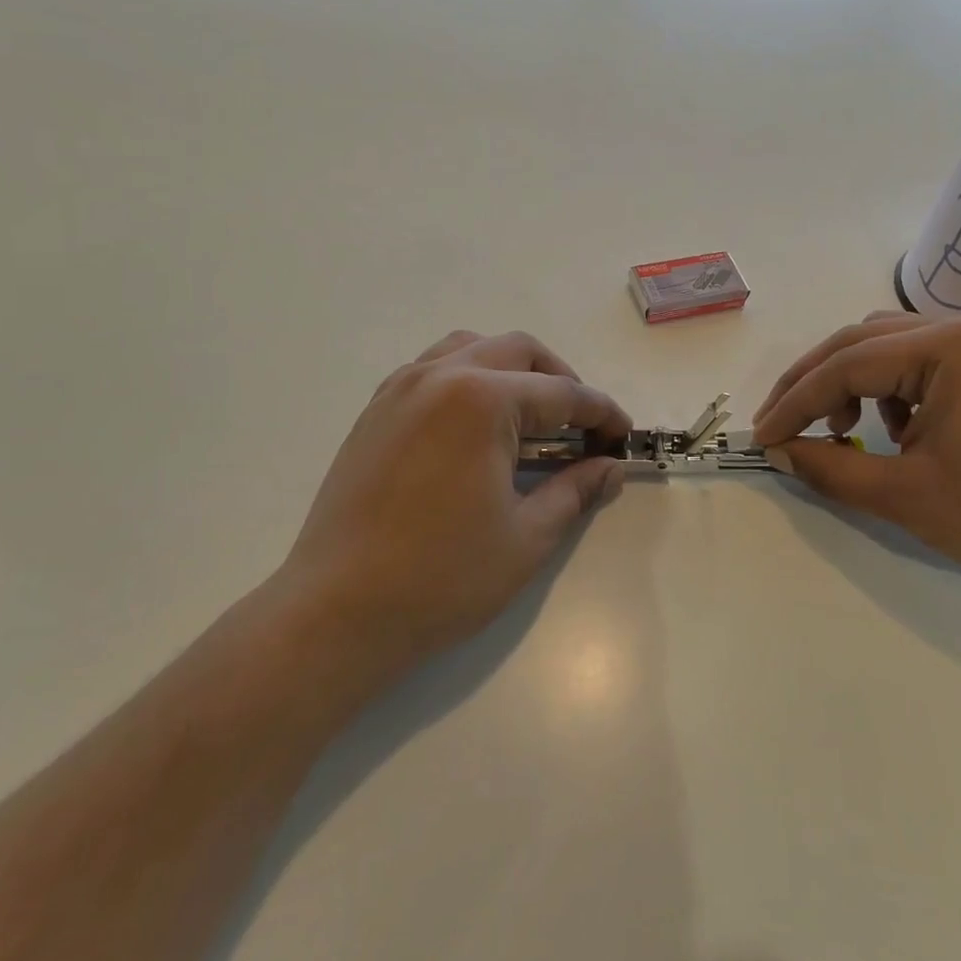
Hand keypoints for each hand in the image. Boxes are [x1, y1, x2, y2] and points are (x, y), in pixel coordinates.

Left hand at [269, 330, 630, 685]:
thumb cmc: (442, 577)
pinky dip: (469, 379)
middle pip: (518, 351)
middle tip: (581, 427)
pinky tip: (477, 428)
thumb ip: (576, 490)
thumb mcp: (527, 537)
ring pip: (471, 348)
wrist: (336, 611)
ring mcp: (400, 388)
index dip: (601, 413)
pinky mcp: (376, 410)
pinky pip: (433, 369)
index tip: (624, 435)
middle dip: (560, 381)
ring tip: (530, 418)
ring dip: (512, 371)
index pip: (561, 393)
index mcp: (482, 399)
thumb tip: (612, 468)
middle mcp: (440, 375)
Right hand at [752, 314, 960, 599]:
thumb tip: (780, 451)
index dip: (795, 403)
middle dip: (812, 384)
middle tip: (780, 424)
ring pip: (885, 347)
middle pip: (859, 343)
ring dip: (847, 381)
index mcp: (945, 348)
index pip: (845, 366)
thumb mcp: (905, 495)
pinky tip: (892, 430)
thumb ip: (831, 468)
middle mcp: (960, 329)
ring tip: (838, 428)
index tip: (763, 438)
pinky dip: (886, 390)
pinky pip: (916, 362)